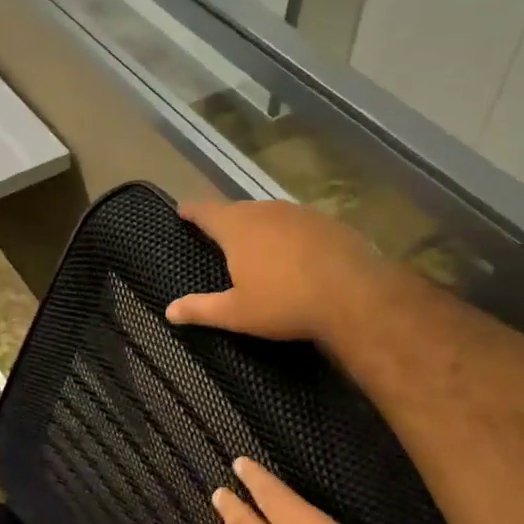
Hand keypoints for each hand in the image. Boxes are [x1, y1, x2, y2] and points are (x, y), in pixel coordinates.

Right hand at [166, 200, 388, 344]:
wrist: (355, 295)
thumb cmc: (285, 303)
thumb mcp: (237, 313)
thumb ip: (201, 309)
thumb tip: (169, 311)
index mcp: (237, 227)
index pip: (205, 210)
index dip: (191, 210)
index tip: (182, 211)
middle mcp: (265, 210)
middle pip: (237, 210)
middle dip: (226, 220)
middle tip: (218, 236)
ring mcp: (298, 213)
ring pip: (269, 214)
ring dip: (259, 226)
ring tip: (256, 245)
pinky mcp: (326, 221)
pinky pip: (297, 224)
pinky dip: (288, 235)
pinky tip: (294, 254)